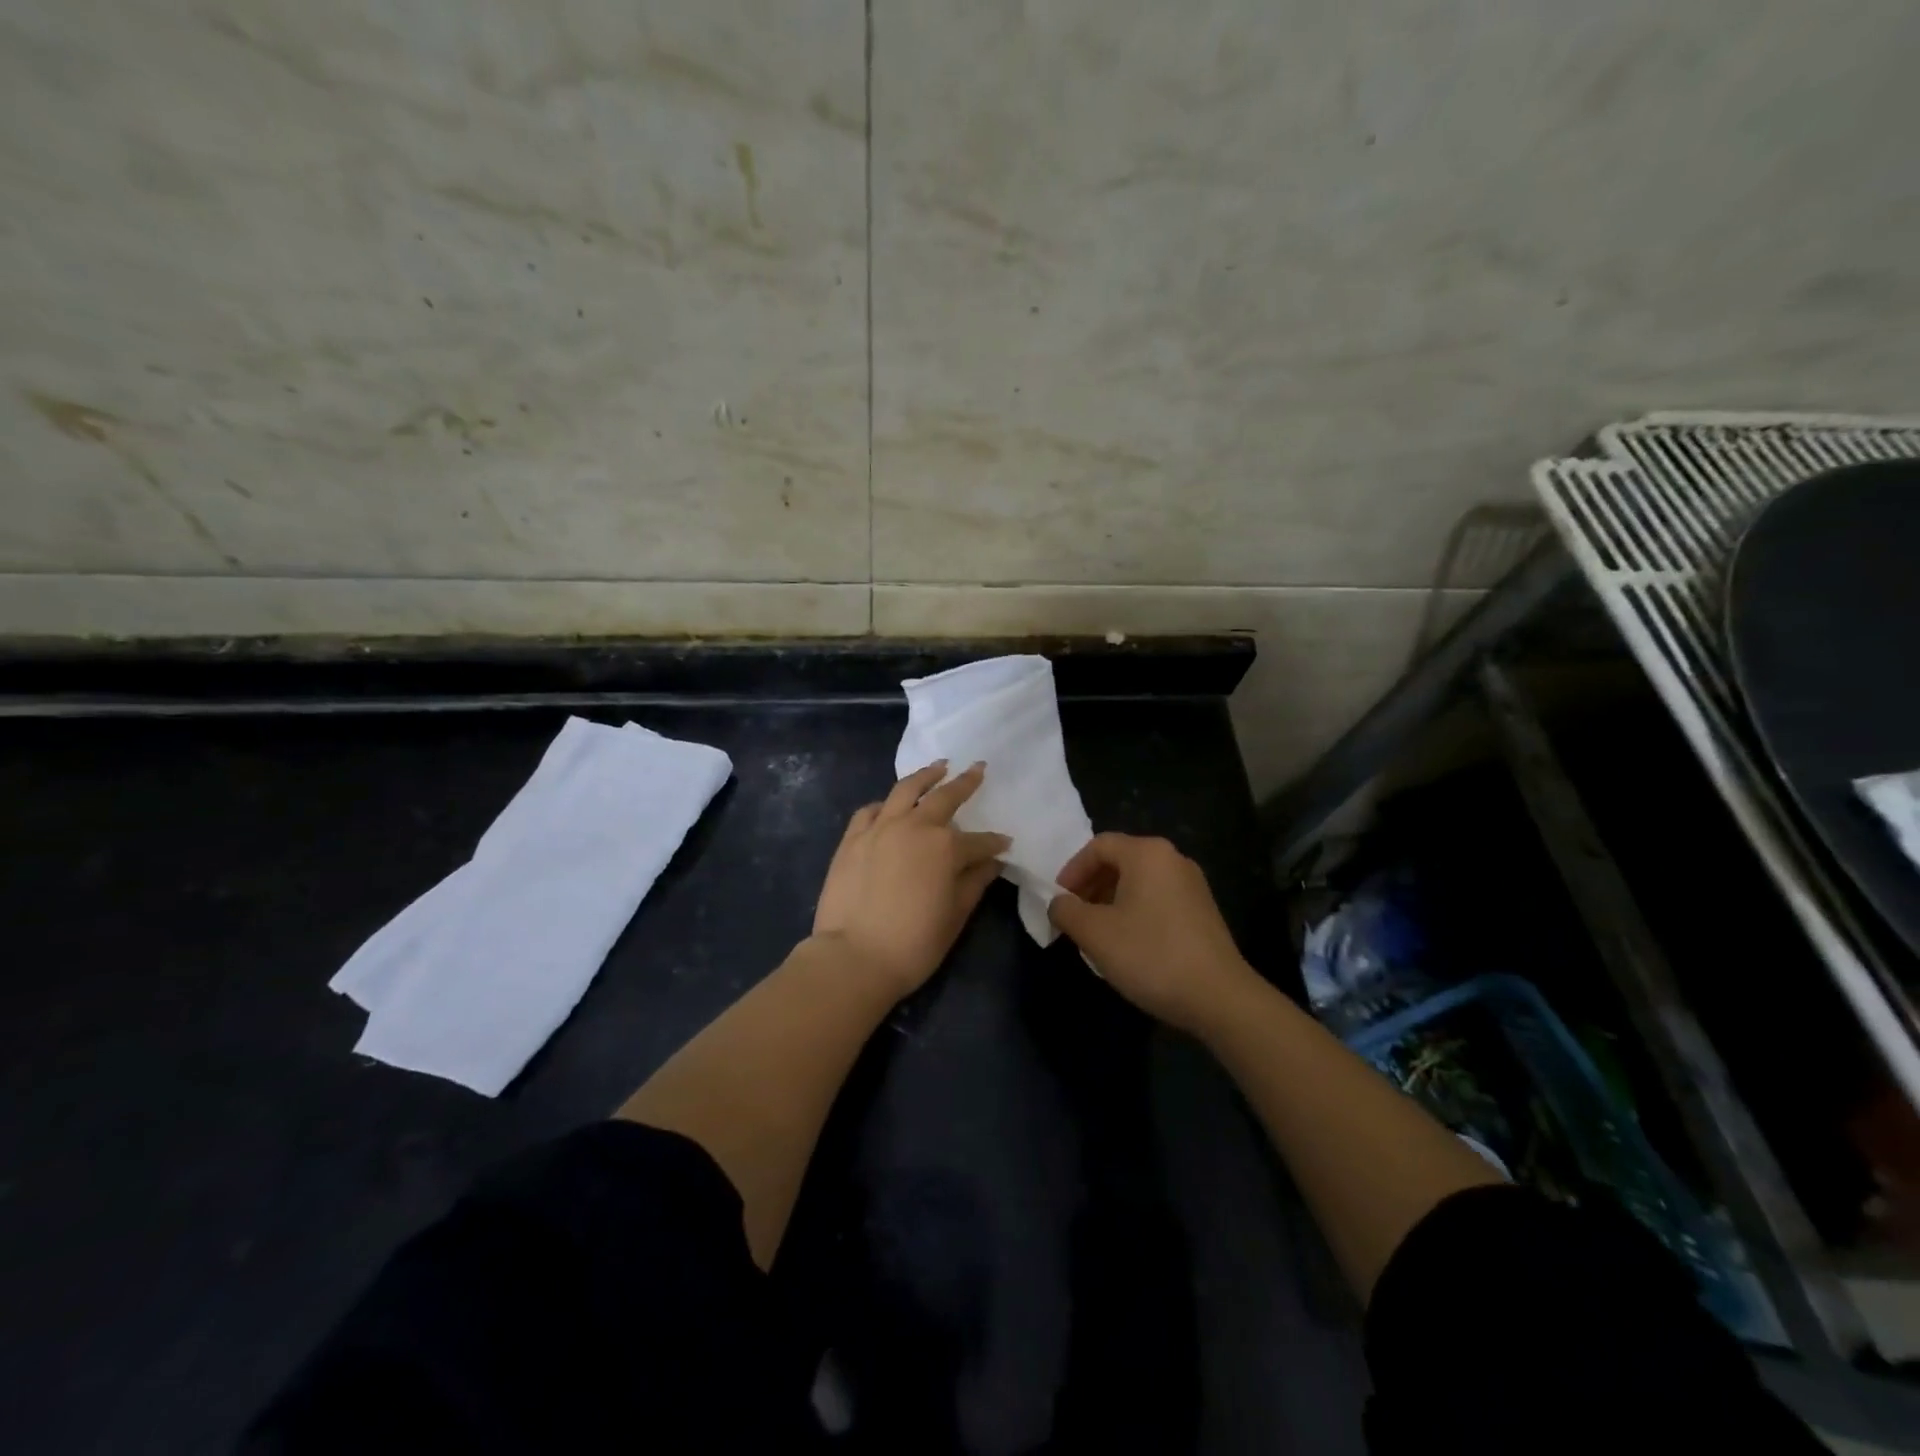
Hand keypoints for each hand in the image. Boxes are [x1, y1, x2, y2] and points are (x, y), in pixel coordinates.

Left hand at [811, 762, 1010, 998]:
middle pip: (944, 798)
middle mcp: (914, 827)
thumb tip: (992, 862)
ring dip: (925, 776)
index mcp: (945, 847)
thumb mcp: (955, 915)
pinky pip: (870, 810)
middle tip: (978, 769)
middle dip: (965, 783)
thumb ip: (975, 882)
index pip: (978, 841)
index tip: (1005, 843)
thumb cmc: (914, 943)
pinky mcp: (852, 838)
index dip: (994, 843)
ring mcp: (880, 828)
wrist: (854, 957)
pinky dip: (885, 804)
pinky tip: (890, 805)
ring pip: (905, 790)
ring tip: (938, 766)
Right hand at [1047, 833, 1259, 1034]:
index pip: (1098, 846)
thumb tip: (1059, 903)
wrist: (1219, 997)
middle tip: (1074, 917)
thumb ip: (1067, 911)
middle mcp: (1173, 859)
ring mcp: (1192, 884)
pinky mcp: (1203, 910)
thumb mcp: (1095, 934)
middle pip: (1120, 860)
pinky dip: (1135, 911)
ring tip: (1097, 933)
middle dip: (1090, 886)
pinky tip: (1128, 944)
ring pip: (1139, 881)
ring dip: (1111, 900)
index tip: (1059, 901)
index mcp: (1147, 853)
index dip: (1071, 871)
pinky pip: (1158, 898)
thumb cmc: (1151, 955)